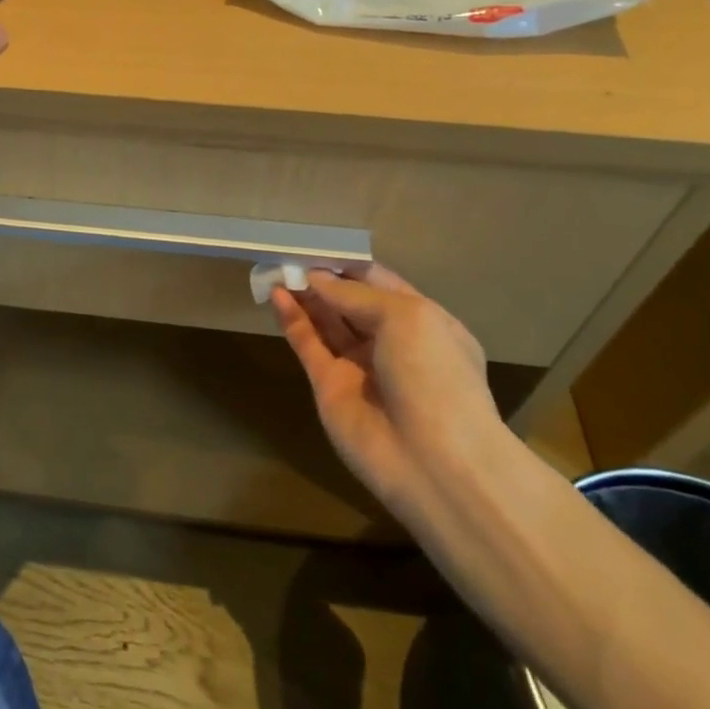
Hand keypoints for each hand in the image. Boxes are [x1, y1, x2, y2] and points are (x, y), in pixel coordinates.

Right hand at [272, 266, 504, 515]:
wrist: (434, 462)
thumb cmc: (433, 375)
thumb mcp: (406, 317)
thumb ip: (356, 294)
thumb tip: (317, 279)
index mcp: (424, 322)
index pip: (380, 283)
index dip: (349, 265)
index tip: (318, 246)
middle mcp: (391, 343)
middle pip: (349, 302)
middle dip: (322, 278)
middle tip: (288, 254)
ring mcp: (359, 366)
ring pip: (326, 322)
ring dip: (303, 294)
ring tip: (276, 267)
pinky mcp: (329, 386)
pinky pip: (308, 344)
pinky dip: (292, 319)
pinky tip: (276, 294)